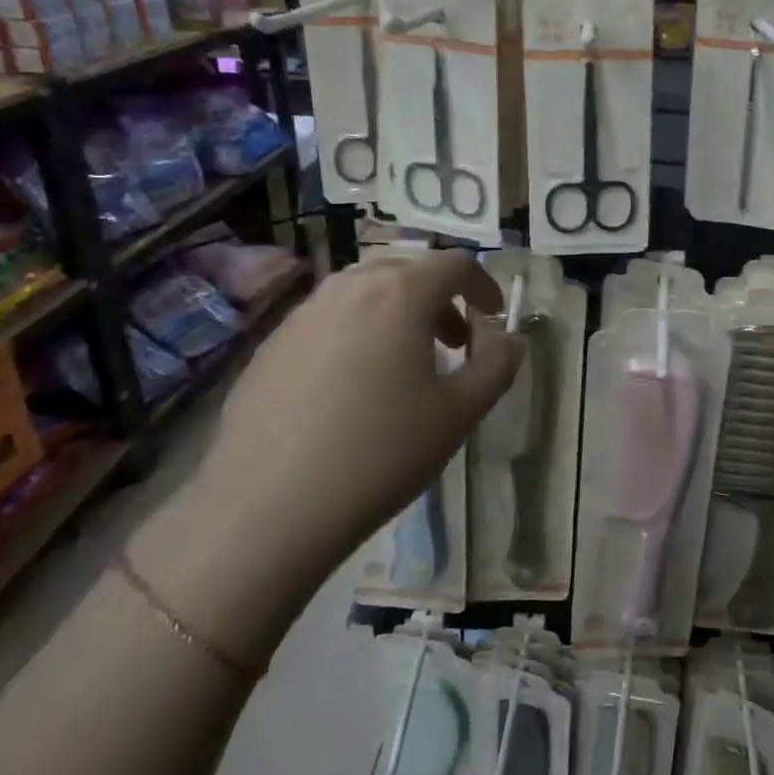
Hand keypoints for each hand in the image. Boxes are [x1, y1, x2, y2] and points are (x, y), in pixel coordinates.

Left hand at [131, 253, 523, 664]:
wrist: (265, 510)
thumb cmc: (380, 452)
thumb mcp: (461, 412)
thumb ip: (498, 364)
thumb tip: (508, 339)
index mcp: (400, 294)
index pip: (455, 264)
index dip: (483, 285)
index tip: (493, 319)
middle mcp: (348, 288)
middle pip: (407, 269)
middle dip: (440, 297)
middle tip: (454, 343)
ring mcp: (302, 314)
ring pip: (363, 290)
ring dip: (398, 311)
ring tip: (406, 363)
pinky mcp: (270, 346)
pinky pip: (328, 318)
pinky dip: (358, 331)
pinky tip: (353, 387)